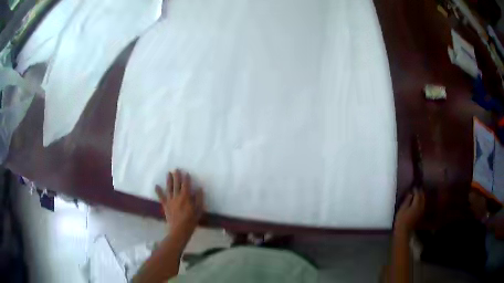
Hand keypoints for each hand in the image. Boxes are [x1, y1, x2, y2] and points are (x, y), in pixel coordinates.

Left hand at [155, 170, 203, 234]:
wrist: (179, 229)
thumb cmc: (191, 220)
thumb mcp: (199, 210)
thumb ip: (199, 199)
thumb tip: (199, 189)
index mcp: (186, 197)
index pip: (186, 185)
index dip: (186, 178)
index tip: (186, 173)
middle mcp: (177, 196)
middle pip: (177, 184)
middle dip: (177, 176)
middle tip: (176, 169)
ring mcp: (170, 200)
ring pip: (169, 188)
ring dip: (169, 180)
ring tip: (168, 173)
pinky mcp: (165, 205)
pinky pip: (161, 197)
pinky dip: (158, 191)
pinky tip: (156, 186)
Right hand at [394, 189, 424, 236]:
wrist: (403, 231)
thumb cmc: (401, 219)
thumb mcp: (402, 208)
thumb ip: (407, 200)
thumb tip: (411, 193)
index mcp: (417, 204)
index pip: (418, 193)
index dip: (415, 189)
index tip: (413, 186)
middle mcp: (421, 206)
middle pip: (422, 196)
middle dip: (420, 192)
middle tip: (416, 189)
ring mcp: (421, 211)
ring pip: (423, 201)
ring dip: (421, 196)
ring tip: (417, 194)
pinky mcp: (420, 215)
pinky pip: (422, 205)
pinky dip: (421, 202)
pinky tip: (418, 202)